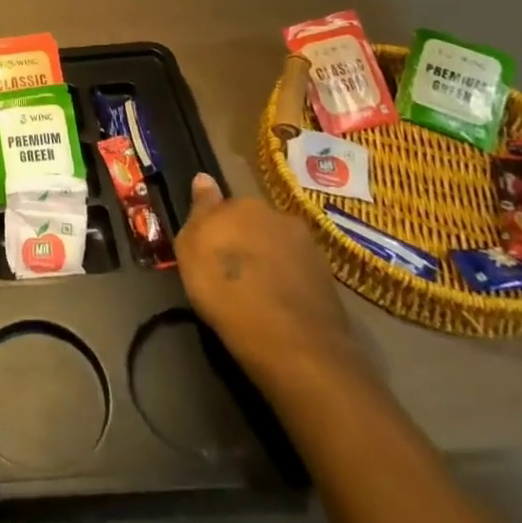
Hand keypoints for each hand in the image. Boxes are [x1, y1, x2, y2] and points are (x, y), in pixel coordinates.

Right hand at [174, 174, 357, 391]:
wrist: (293, 345)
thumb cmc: (228, 290)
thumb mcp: (192, 248)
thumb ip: (199, 210)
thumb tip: (204, 177)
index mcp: (245, 203)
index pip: (225, 205)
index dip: (216, 228)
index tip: (210, 251)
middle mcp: (279, 216)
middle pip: (255, 224)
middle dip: (245, 241)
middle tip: (232, 273)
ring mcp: (309, 248)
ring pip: (279, 248)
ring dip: (268, 262)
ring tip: (257, 294)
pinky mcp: (329, 282)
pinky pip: (298, 274)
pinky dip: (288, 284)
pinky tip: (279, 307)